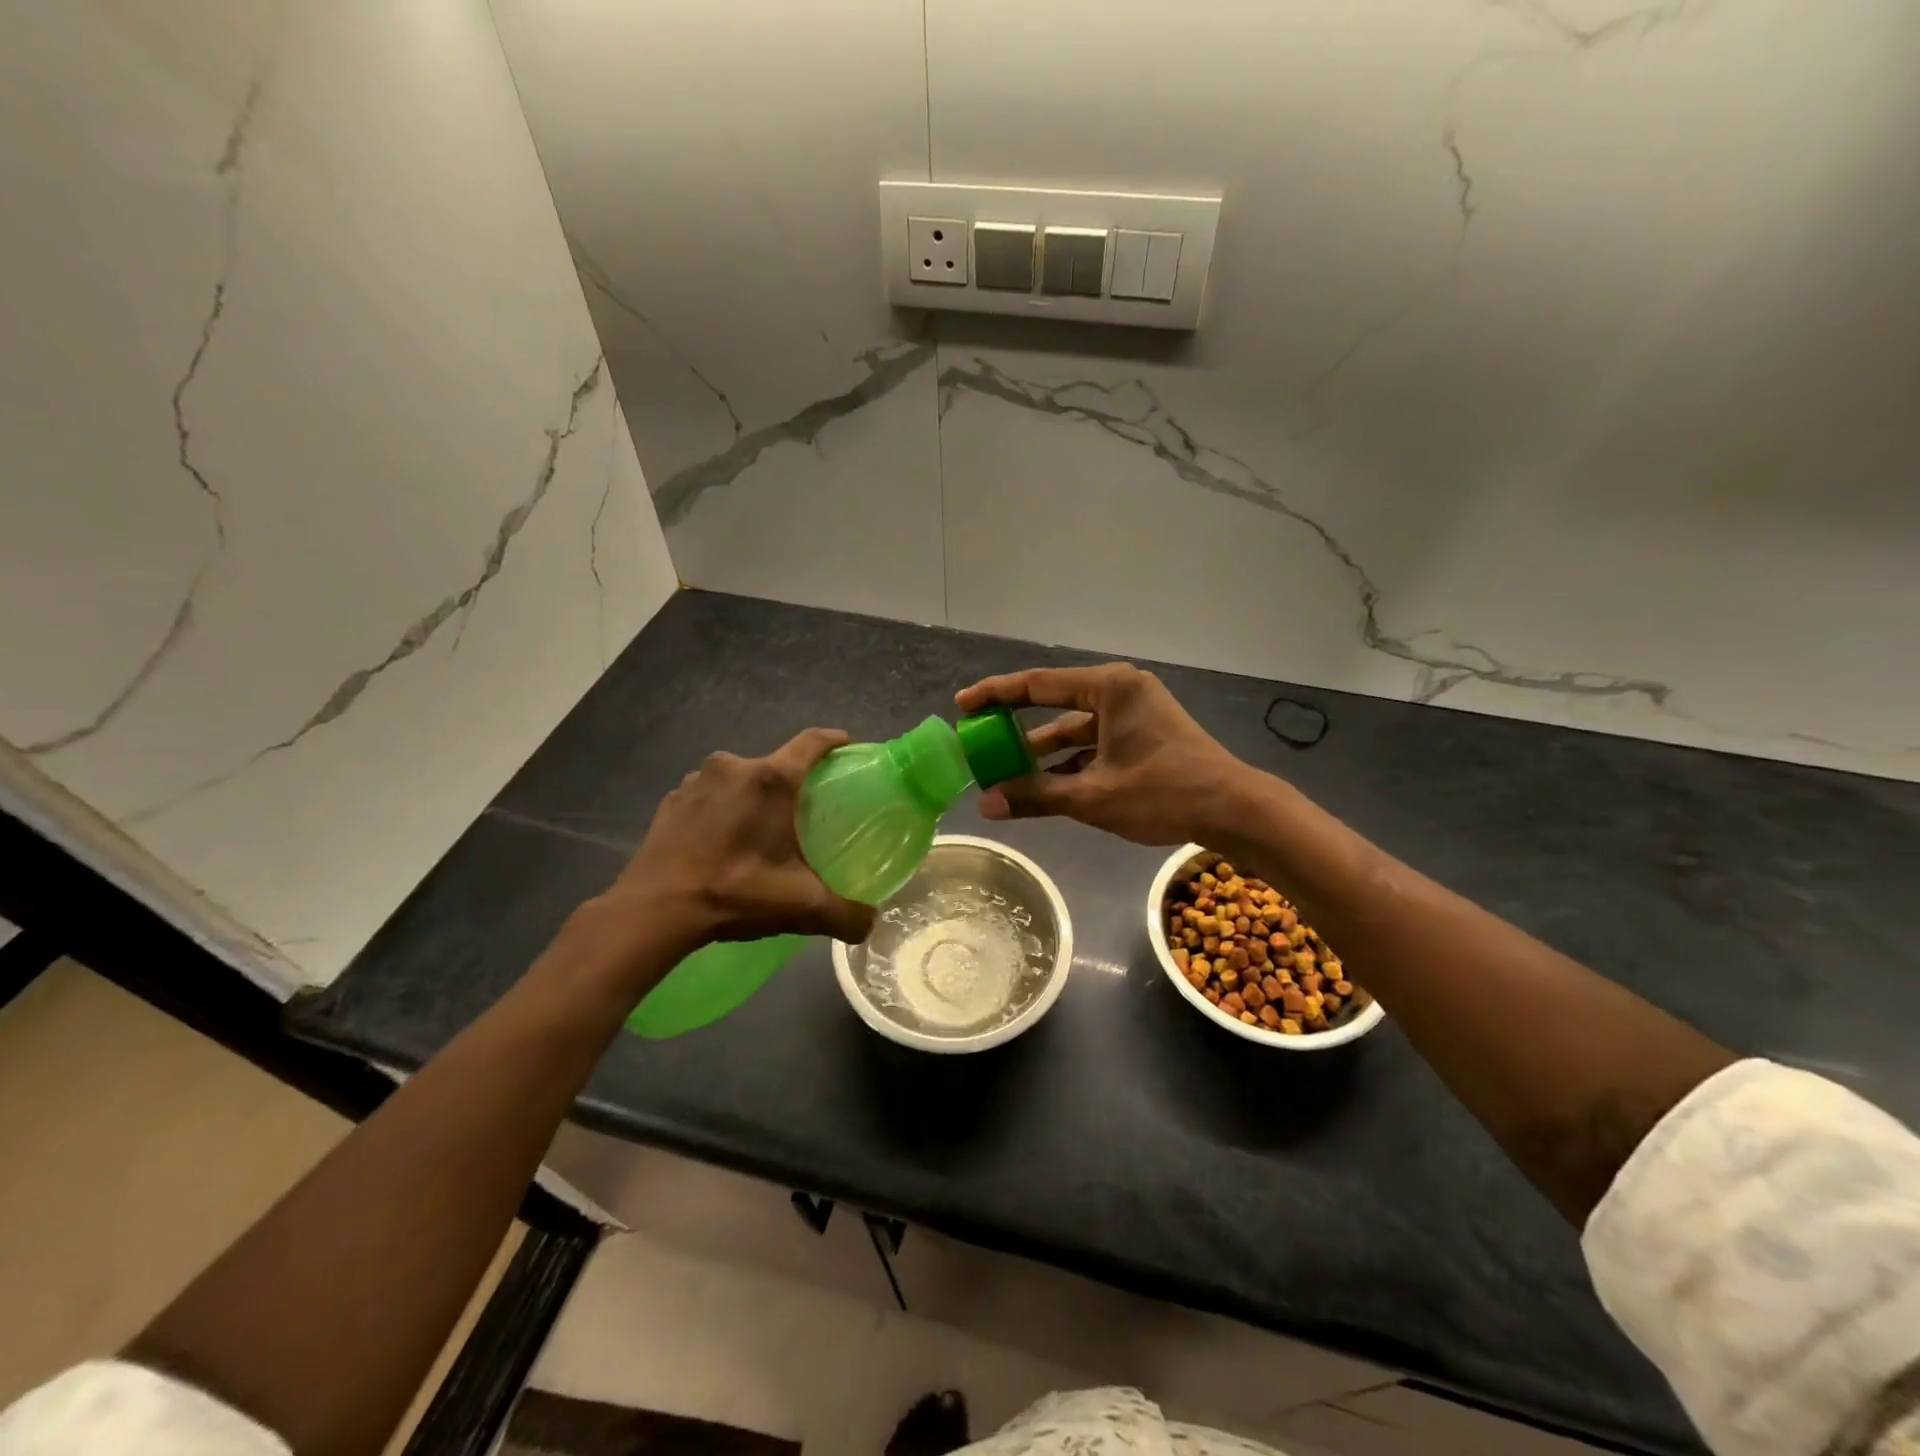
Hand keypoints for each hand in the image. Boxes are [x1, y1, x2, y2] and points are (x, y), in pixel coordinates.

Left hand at [591, 729, 875, 958]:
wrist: (655, 909)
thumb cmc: (735, 893)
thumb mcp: (801, 907)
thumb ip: (846, 915)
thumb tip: (871, 924)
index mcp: (772, 780)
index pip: (812, 742)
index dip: (834, 741)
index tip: (847, 748)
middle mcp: (734, 767)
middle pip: (775, 764)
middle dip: (792, 784)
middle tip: (804, 814)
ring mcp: (696, 780)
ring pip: (740, 780)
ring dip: (753, 797)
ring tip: (759, 831)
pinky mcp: (671, 799)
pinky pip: (708, 795)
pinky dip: (721, 810)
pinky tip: (720, 841)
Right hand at [954, 665, 1253, 845]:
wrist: (1234, 810)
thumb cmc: (1163, 793)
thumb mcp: (1093, 797)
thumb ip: (1036, 796)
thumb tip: (986, 805)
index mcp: (1109, 688)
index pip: (1037, 685)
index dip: (996, 694)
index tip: (963, 703)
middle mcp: (1120, 690)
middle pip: (1054, 703)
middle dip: (1016, 725)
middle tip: (980, 738)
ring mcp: (1134, 711)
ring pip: (1075, 727)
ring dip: (1043, 750)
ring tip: (1004, 771)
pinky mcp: (1144, 733)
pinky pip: (1094, 741)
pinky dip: (1070, 761)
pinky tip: (1044, 784)